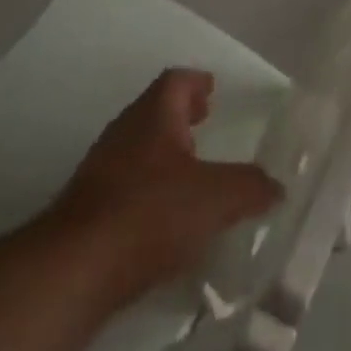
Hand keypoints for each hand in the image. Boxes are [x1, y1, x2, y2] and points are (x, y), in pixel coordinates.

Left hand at [49, 69, 281, 308]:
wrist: (74, 269)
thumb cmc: (150, 213)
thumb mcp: (216, 199)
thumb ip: (250, 187)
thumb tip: (277, 185)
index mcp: (154, 115)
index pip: (176, 81)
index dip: (197, 82)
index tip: (212, 90)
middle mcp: (124, 132)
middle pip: (155, 112)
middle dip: (181, 117)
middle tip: (204, 125)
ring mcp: (100, 170)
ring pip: (137, 148)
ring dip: (163, 153)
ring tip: (189, 174)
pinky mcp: (86, 209)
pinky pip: (124, 185)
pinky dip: (146, 188)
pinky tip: (161, 218)